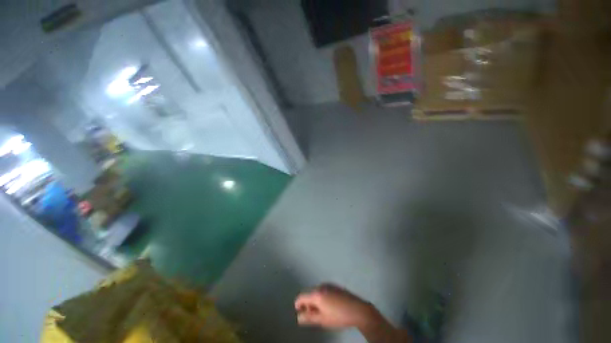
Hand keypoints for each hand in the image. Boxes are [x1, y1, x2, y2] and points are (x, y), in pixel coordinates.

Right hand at [294, 283, 376, 328]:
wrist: (357, 309)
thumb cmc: (338, 316)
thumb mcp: (322, 320)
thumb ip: (309, 318)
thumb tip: (299, 317)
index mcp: (316, 294)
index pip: (301, 297)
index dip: (298, 305)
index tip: (299, 312)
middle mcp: (321, 286)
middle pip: (309, 294)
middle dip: (308, 304)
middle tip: (313, 315)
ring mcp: (328, 284)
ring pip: (317, 292)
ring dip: (316, 301)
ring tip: (322, 312)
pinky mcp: (334, 285)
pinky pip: (324, 290)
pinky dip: (322, 297)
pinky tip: (329, 306)